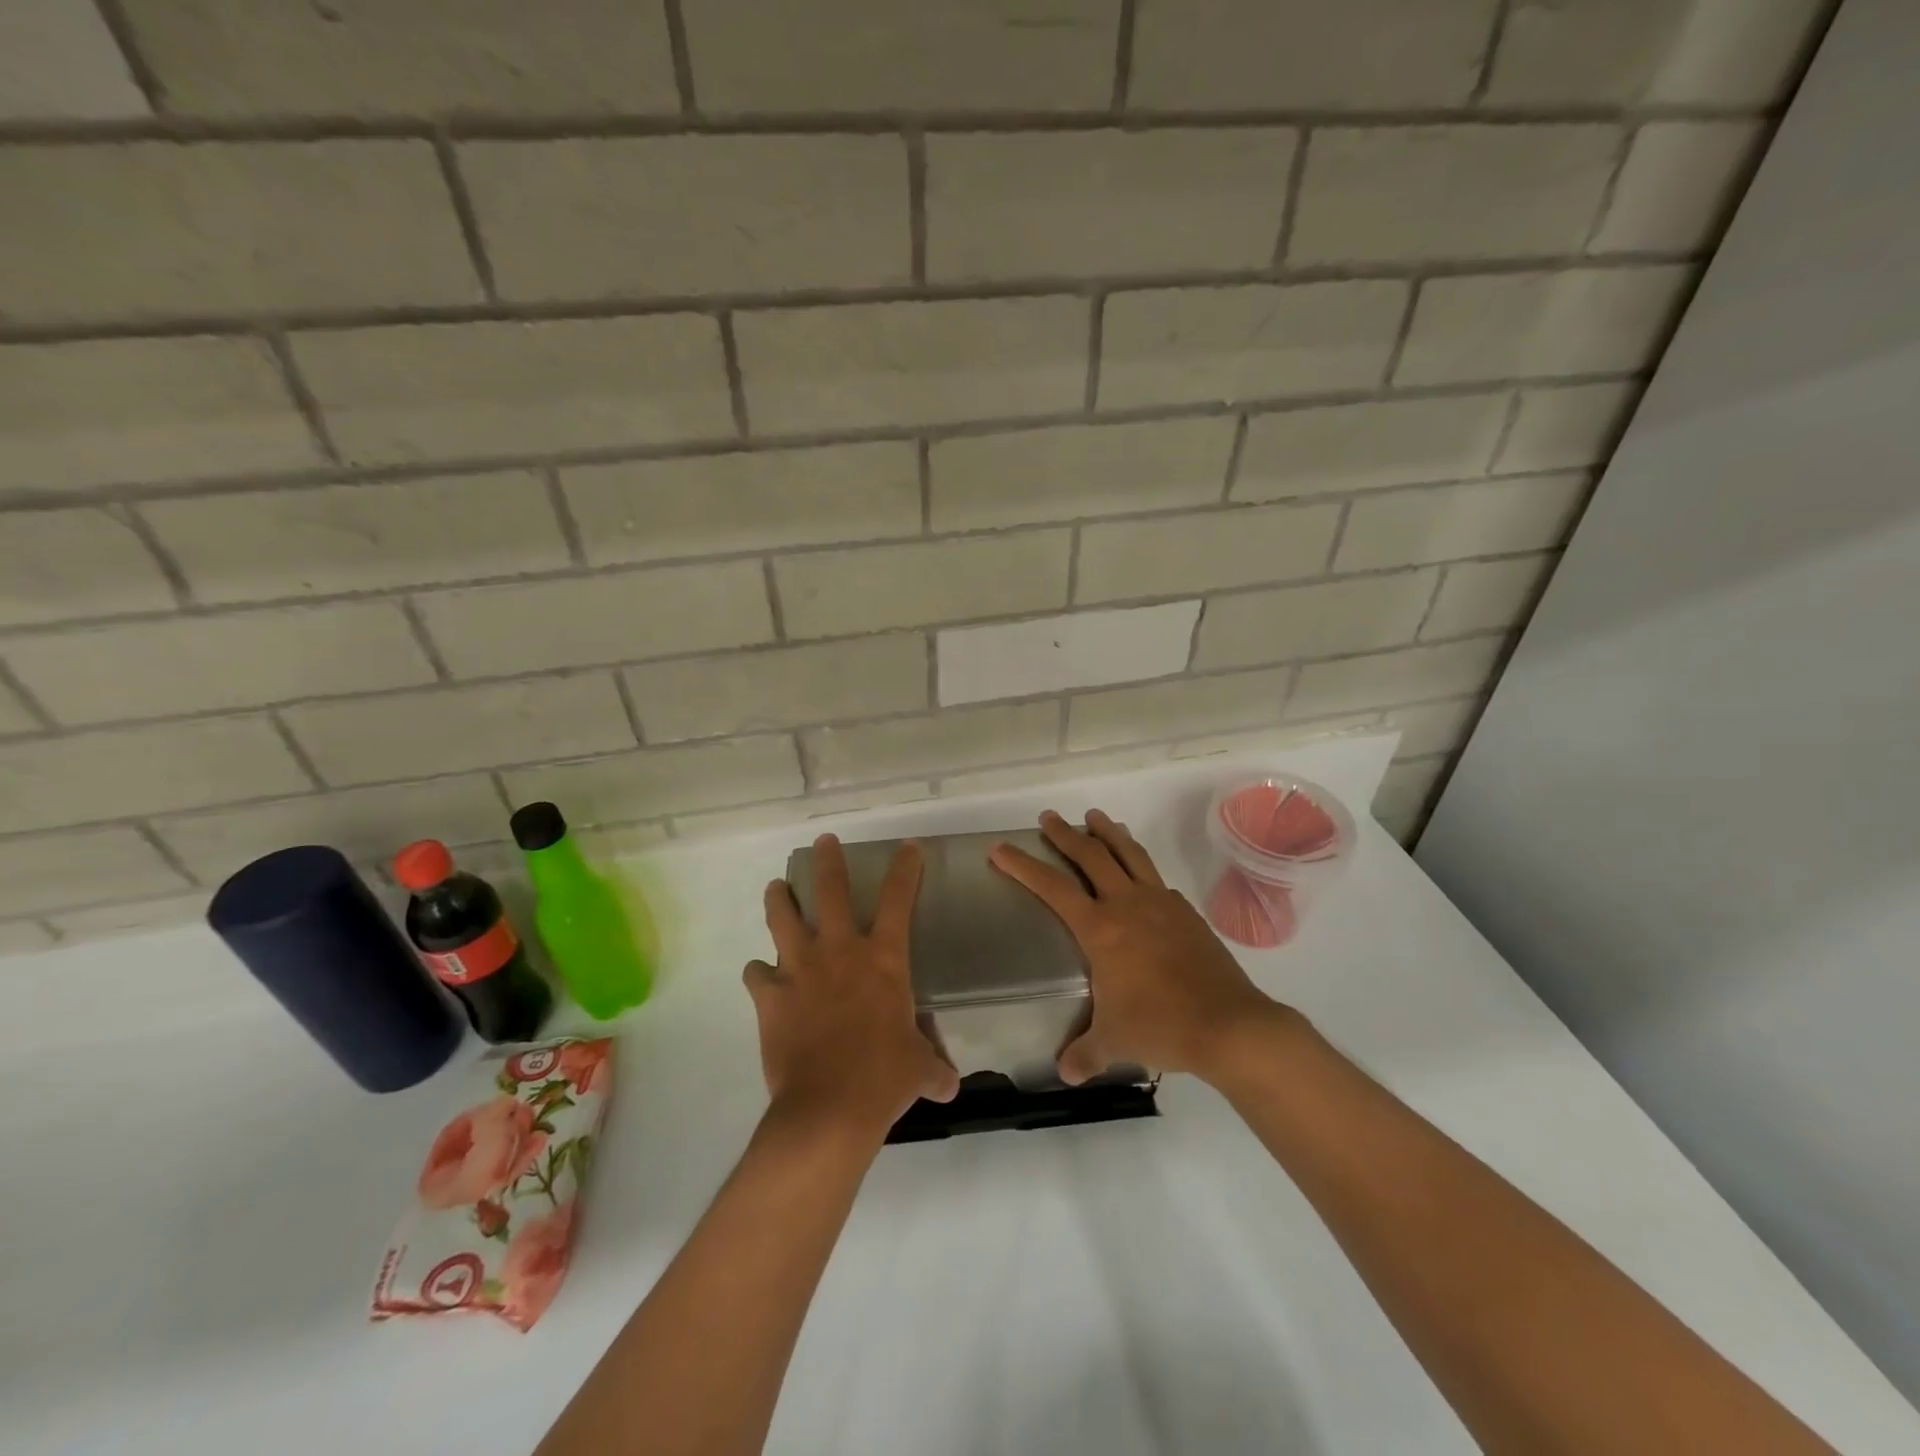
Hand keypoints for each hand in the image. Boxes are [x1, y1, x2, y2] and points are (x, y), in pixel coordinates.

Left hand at [745, 835, 958, 1137]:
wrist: (829, 1107)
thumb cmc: (884, 1078)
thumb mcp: (919, 1069)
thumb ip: (933, 1068)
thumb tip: (950, 1085)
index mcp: (882, 959)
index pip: (898, 900)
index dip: (905, 870)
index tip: (907, 848)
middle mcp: (840, 951)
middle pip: (831, 890)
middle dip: (829, 861)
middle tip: (824, 842)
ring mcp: (800, 969)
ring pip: (783, 918)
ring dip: (779, 900)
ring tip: (775, 888)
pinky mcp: (770, 996)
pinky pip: (756, 974)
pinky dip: (758, 972)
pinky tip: (760, 975)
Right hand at [989, 809, 1282, 1084]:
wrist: (1228, 1025)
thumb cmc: (1160, 1027)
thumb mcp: (1113, 1042)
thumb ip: (1084, 1053)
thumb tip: (1066, 1072)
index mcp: (1101, 929)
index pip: (1052, 887)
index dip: (1023, 866)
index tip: (1001, 848)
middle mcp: (1128, 905)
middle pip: (1091, 856)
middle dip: (1065, 834)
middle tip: (1049, 817)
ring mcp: (1162, 904)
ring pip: (1130, 854)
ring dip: (1109, 832)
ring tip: (1096, 817)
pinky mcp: (1187, 912)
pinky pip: (1156, 878)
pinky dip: (1140, 866)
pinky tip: (1140, 875)